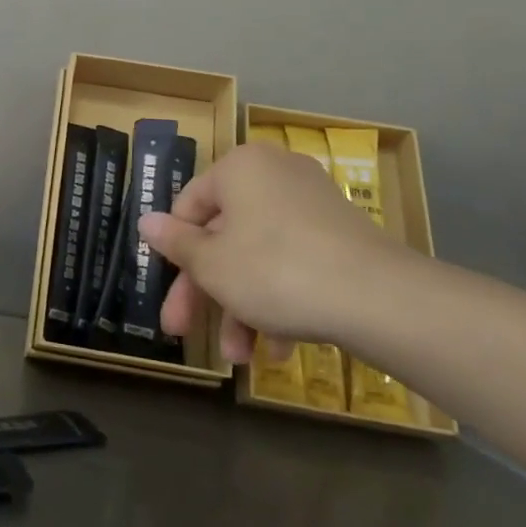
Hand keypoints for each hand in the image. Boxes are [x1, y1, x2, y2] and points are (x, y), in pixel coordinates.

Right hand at [138, 144, 419, 363]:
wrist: (379, 298)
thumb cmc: (275, 270)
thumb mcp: (211, 264)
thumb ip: (175, 243)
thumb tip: (146, 221)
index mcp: (239, 168)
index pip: (189, 206)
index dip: (175, 254)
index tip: (169, 294)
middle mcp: (274, 175)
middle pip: (224, 236)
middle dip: (207, 292)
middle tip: (187, 332)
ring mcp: (313, 204)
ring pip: (259, 255)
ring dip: (243, 306)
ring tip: (243, 358)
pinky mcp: (342, 235)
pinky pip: (295, 262)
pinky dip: (281, 300)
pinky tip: (280, 349)